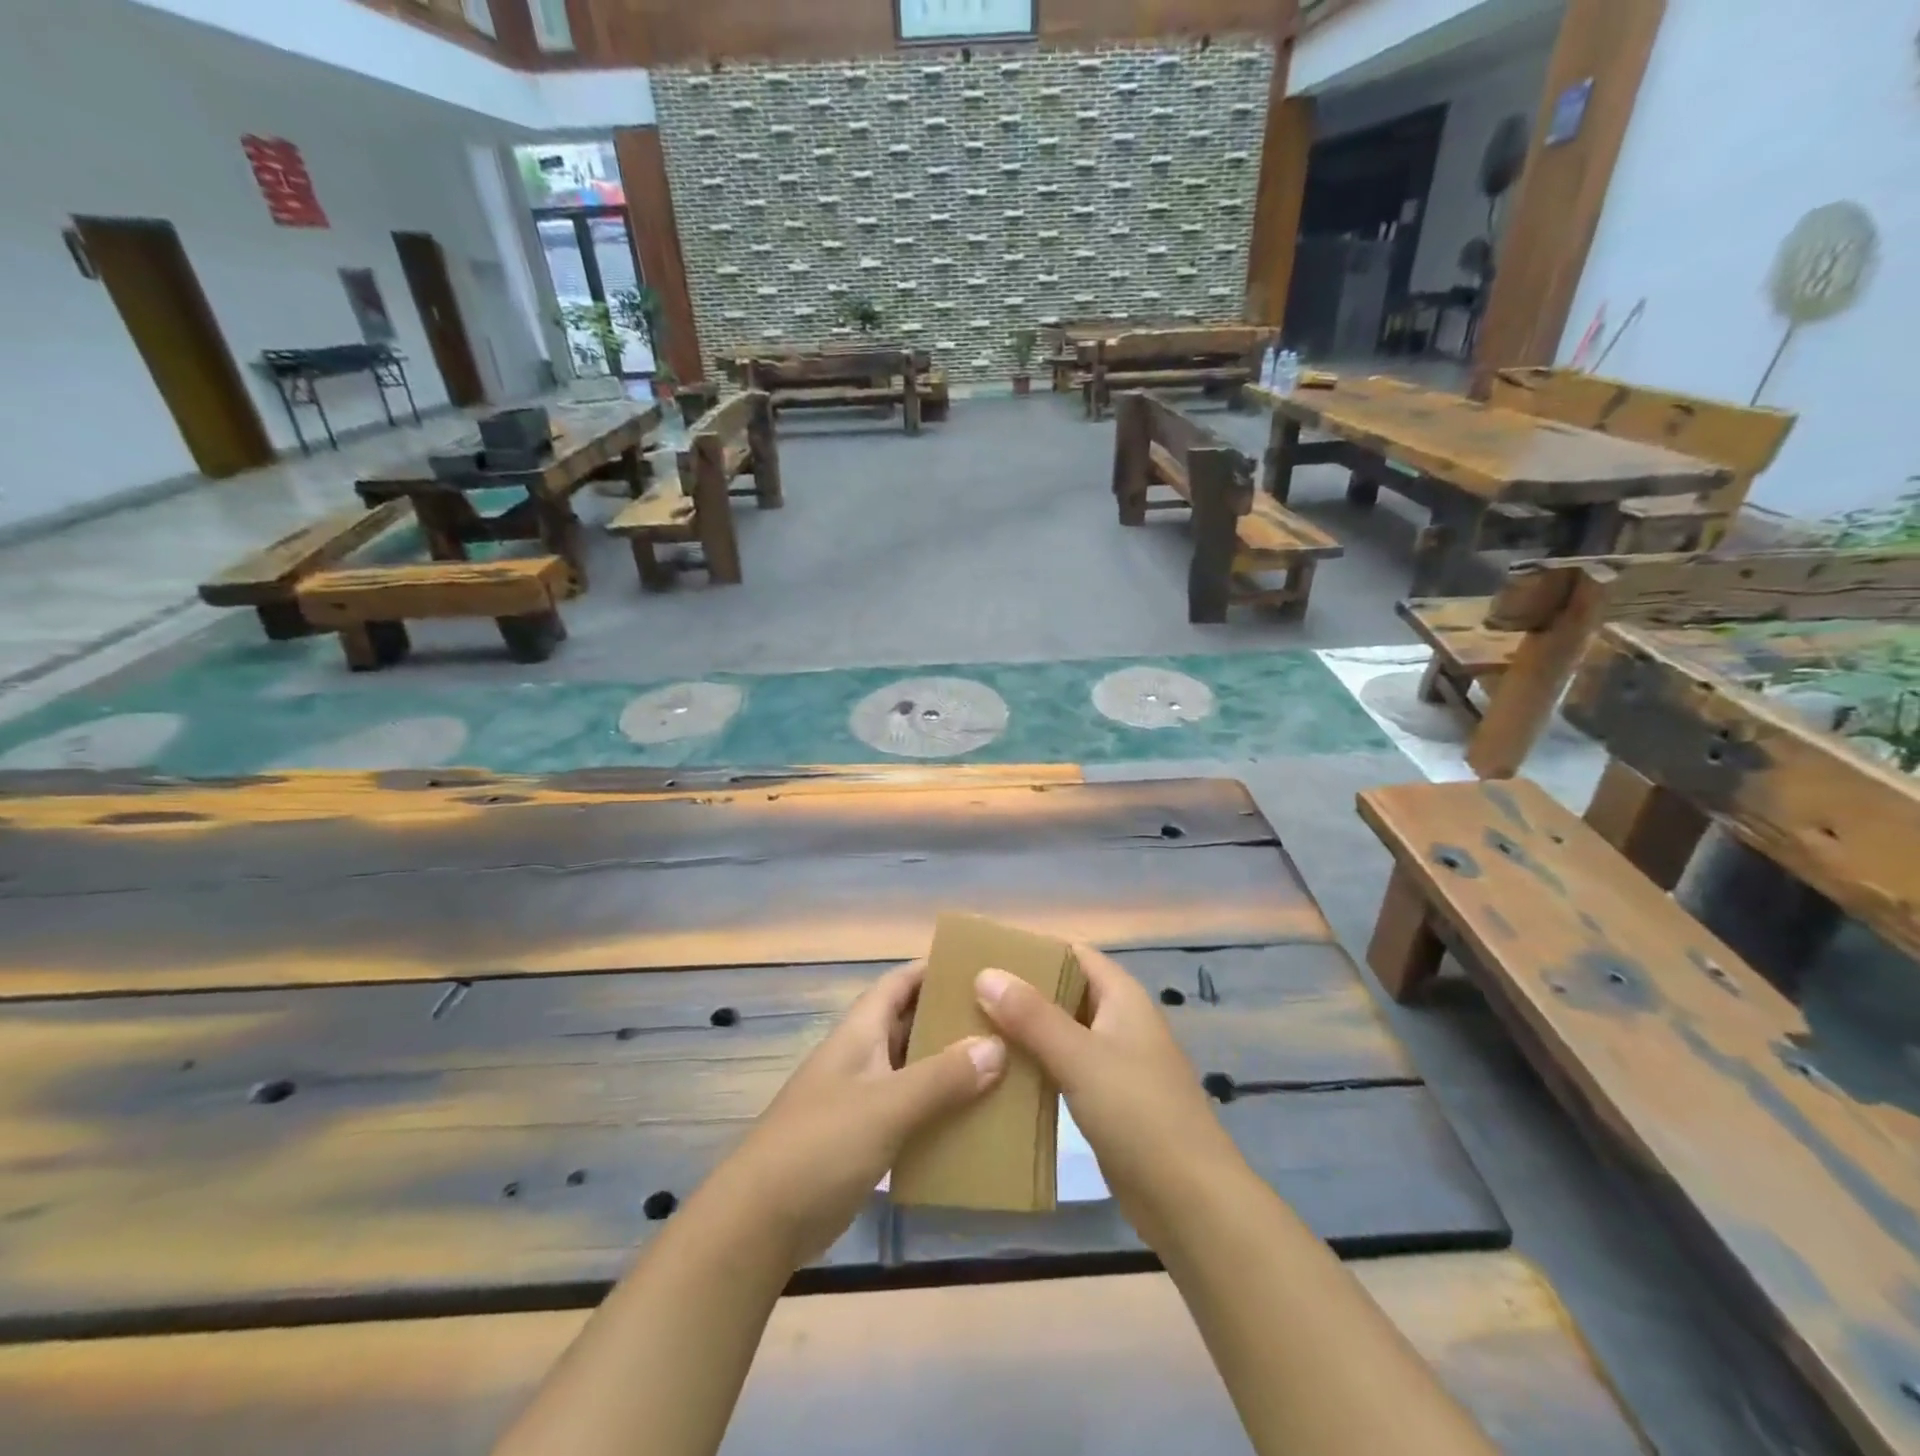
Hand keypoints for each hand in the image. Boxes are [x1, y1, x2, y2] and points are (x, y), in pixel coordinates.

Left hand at [704, 962, 1005, 1267]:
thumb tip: (997, 1045)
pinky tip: (972, 1121)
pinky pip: (910, 1110)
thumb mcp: (887, 1107)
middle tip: (1004, 1021)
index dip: (933, 969)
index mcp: (860, 1033)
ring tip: (1001, 1067)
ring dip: (949, 1066)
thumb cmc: (821, 1146)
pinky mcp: (863, 1139)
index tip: (979, 967)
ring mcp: (860, 1099)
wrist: (759, 1223)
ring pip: (913, 1068)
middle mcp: (861, 1057)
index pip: (899, 983)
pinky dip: (938, 1109)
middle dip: (951, 1019)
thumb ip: (942, 1077)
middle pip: (910, 1024)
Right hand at [976, 944, 1240, 1248]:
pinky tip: (1000, 1073)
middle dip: (1021, 991)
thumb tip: (985, 973)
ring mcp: (1115, 1063)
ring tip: (972, 1029)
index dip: (1032, 949)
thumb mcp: (1081, 1058)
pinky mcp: (1107, 1100)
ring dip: (1025, 1030)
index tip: (984, 954)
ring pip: (1062, 1032)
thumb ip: (1032, 1016)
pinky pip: (1064, 1068)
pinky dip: (1036, 1064)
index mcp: (1123, 997)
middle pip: (1065, 991)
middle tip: (967, 993)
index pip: (1073, 954)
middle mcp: (1120, 1021)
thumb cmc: (1139, 1114)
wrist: (1190, 1201)